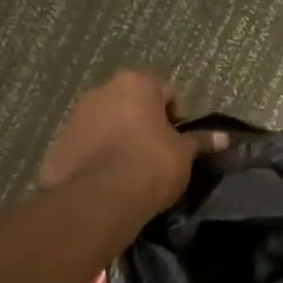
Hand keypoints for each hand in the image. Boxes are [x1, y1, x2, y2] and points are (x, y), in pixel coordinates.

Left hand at [39, 71, 228, 217]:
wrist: (99, 198)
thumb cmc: (151, 165)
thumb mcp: (184, 155)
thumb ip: (200, 142)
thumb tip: (224, 138)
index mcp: (136, 84)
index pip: (166, 91)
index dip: (176, 117)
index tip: (179, 142)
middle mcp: (102, 91)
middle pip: (131, 104)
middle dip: (143, 124)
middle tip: (157, 155)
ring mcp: (76, 116)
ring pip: (106, 123)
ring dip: (119, 138)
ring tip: (131, 170)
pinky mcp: (58, 143)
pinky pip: (86, 145)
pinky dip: (98, 156)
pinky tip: (108, 181)